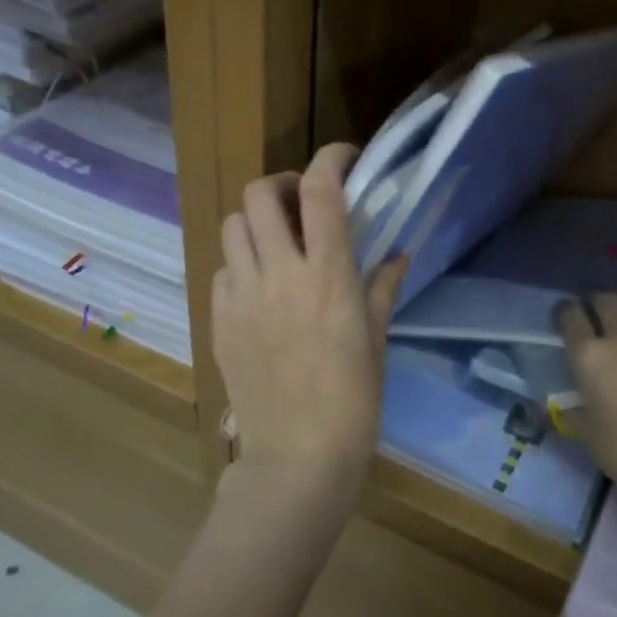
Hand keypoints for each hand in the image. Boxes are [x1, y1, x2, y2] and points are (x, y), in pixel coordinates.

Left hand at [213, 143, 407, 506]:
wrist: (298, 459)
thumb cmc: (353, 403)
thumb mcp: (376, 341)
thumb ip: (382, 288)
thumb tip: (397, 253)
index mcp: (327, 276)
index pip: (321, 189)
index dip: (331, 157)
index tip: (344, 158)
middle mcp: (278, 274)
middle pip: (259, 193)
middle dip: (282, 185)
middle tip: (302, 205)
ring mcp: (241, 296)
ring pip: (232, 225)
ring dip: (255, 221)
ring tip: (276, 244)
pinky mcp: (218, 321)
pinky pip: (221, 270)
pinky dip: (239, 264)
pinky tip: (258, 288)